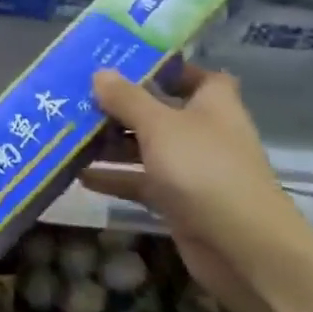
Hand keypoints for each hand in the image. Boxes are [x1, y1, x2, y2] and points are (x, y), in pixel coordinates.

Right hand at [79, 63, 310, 311]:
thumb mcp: (159, 125)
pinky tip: (79, 175)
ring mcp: (191, 169)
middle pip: (160, 111)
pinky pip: (141, 182)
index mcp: (212, 105)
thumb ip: (127, 98)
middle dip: (122, 105)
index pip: (196, 75)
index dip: (166, 68)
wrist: (242, 248)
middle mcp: (203, 133)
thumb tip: (100, 73)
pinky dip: (115, 178)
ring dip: (112, 142)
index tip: (126, 63)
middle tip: (80, 96)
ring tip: (70, 132)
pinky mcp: (178, 201)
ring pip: (146, 147)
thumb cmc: (204, 170)